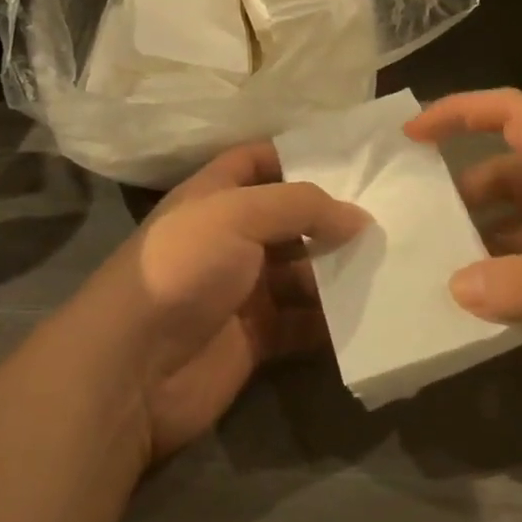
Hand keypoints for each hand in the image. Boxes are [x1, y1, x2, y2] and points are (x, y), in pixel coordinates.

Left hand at [94, 143, 366, 461]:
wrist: (132, 367)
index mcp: (215, 196)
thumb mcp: (239, 214)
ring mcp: (241, 289)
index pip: (258, 160)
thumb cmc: (183, 267)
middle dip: (331, 218)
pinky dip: (331, 320)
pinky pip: (302, 323)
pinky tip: (370, 311)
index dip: (297, 154)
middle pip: (288, 219)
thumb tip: (359, 216)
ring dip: (338, 269)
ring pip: (301, 272)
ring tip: (390, 261)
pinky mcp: (254, 338)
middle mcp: (229, 237)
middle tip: (388, 216)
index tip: (350, 159)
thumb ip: (301, 207)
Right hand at [406, 89, 521, 420]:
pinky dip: (509, 283)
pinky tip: (481, 309)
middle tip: (411, 221)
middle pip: (507, 176)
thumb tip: (453, 287)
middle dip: (461, 192)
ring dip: (482, 243)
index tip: (412, 133)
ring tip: (432, 268)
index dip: (460, 112)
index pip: (513, 115)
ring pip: (519, 228)